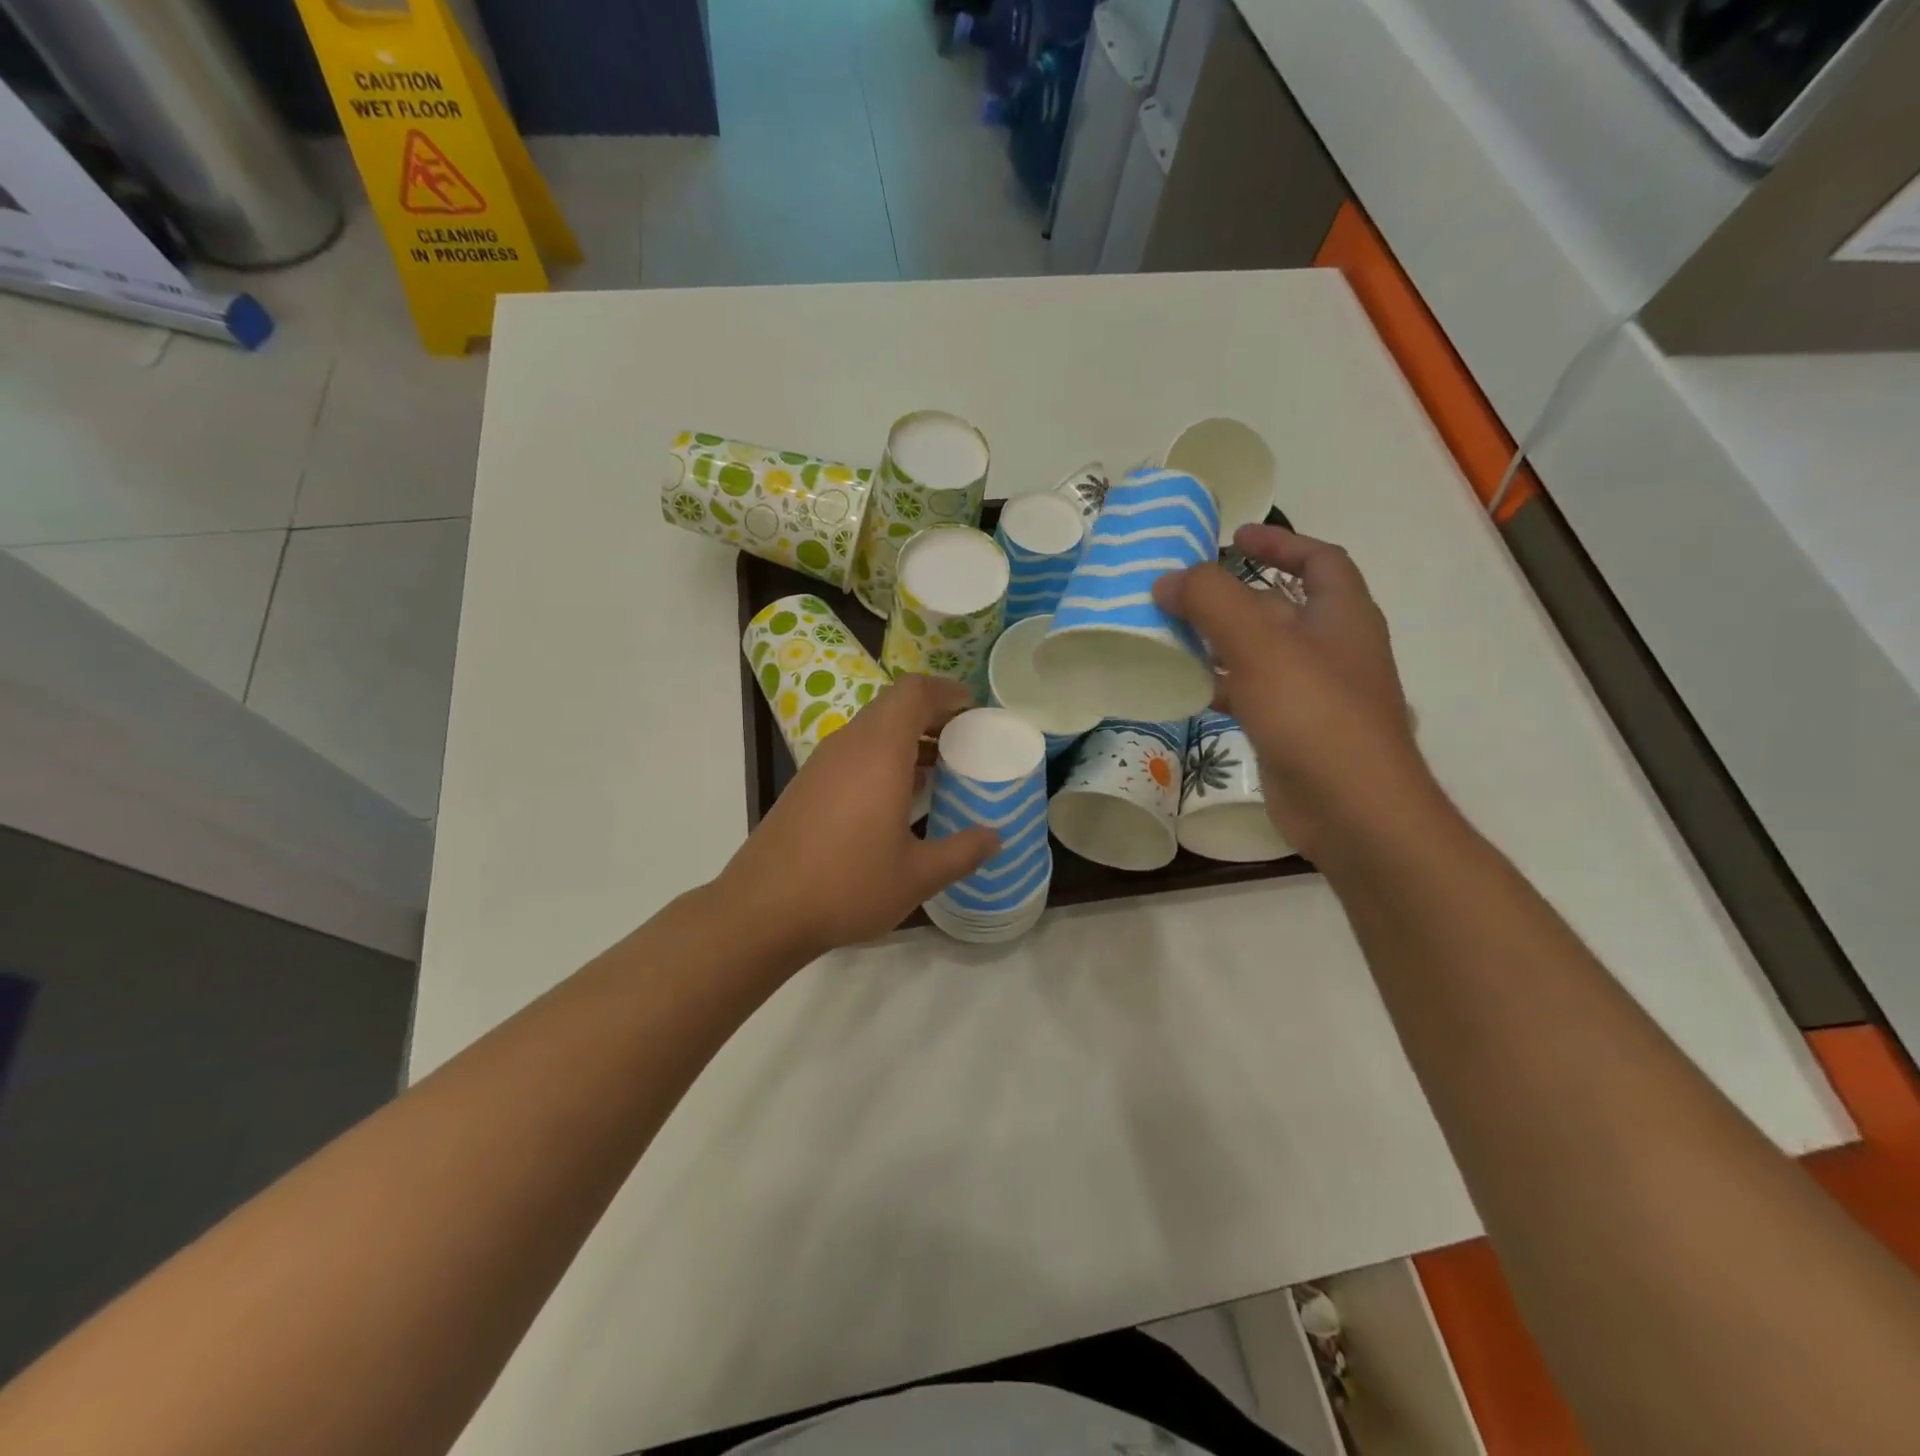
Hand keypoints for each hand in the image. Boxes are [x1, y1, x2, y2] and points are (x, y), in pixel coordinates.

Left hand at [717, 675, 998, 960]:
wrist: (762, 910)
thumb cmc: (847, 885)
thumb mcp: (917, 875)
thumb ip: (962, 852)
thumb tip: (995, 838)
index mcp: (879, 752)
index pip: (913, 692)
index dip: (946, 692)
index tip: (973, 711)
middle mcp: (848, 745)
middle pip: (893, 706)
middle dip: (932, 716)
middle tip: (964, 742)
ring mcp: (822, 764)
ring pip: (871, 730)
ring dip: (906, 739)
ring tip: (939, 770)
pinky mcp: (806, 785)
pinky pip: (853, 753)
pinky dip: (882, 758)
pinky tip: (897, 799)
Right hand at [1154, 525, 1436, 862]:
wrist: (1352, 810)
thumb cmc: (1315, 714)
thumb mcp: (1260, 645)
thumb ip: (1212, 602)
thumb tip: (1167, 580)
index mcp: (1343, 616)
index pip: (1321, 560)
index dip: (1281, 544)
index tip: (1235, 536)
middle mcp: (1333, 649)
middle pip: (1280, 607)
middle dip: (1232, 596)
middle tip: (1179, 592)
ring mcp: (1314, 693)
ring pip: (1260, 653)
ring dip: (1219, 641)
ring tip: (1169, 633)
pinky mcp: (1292, 731)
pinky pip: (1251, 693)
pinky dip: (1220, 683)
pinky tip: (1184, 686)